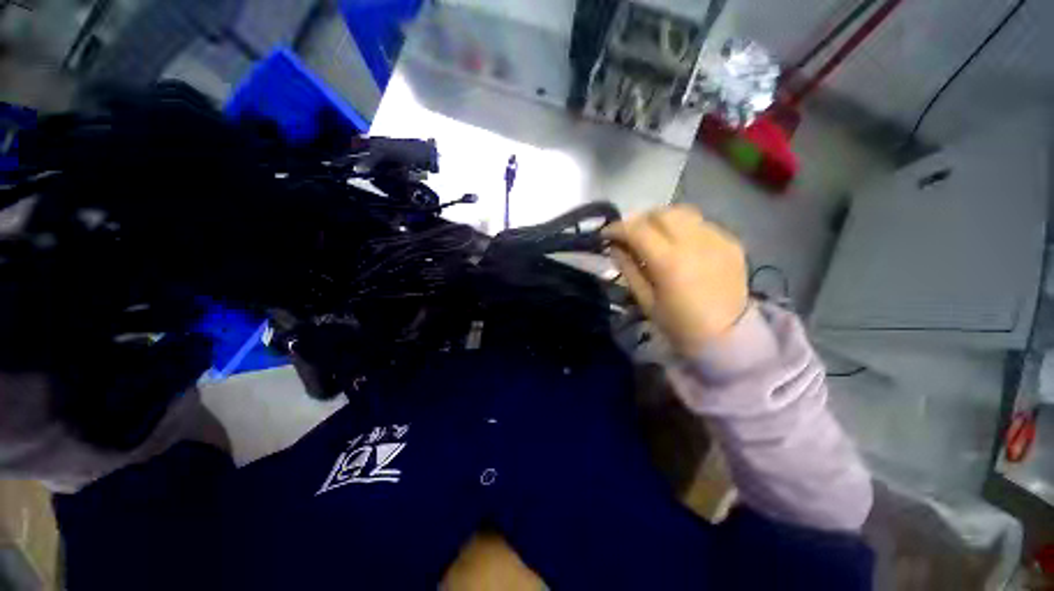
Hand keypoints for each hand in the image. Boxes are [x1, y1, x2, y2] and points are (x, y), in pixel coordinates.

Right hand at [604, 205, 748, 354]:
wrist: (727, 336)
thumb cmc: (678, 324)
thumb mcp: (645, 300)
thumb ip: (628, 268)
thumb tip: (615, 247)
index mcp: (669, 261)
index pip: (637, 229)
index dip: (617, 228)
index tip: (606, 234)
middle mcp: (694, 242)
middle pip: (661, 213)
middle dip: (639, 220)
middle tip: (631, 235)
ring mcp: (717, 239)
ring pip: (683, 212)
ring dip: (662, 220)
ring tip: (655, 235)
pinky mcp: (731, 242)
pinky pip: (702, 224)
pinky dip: (685, 228)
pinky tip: (682, 245)